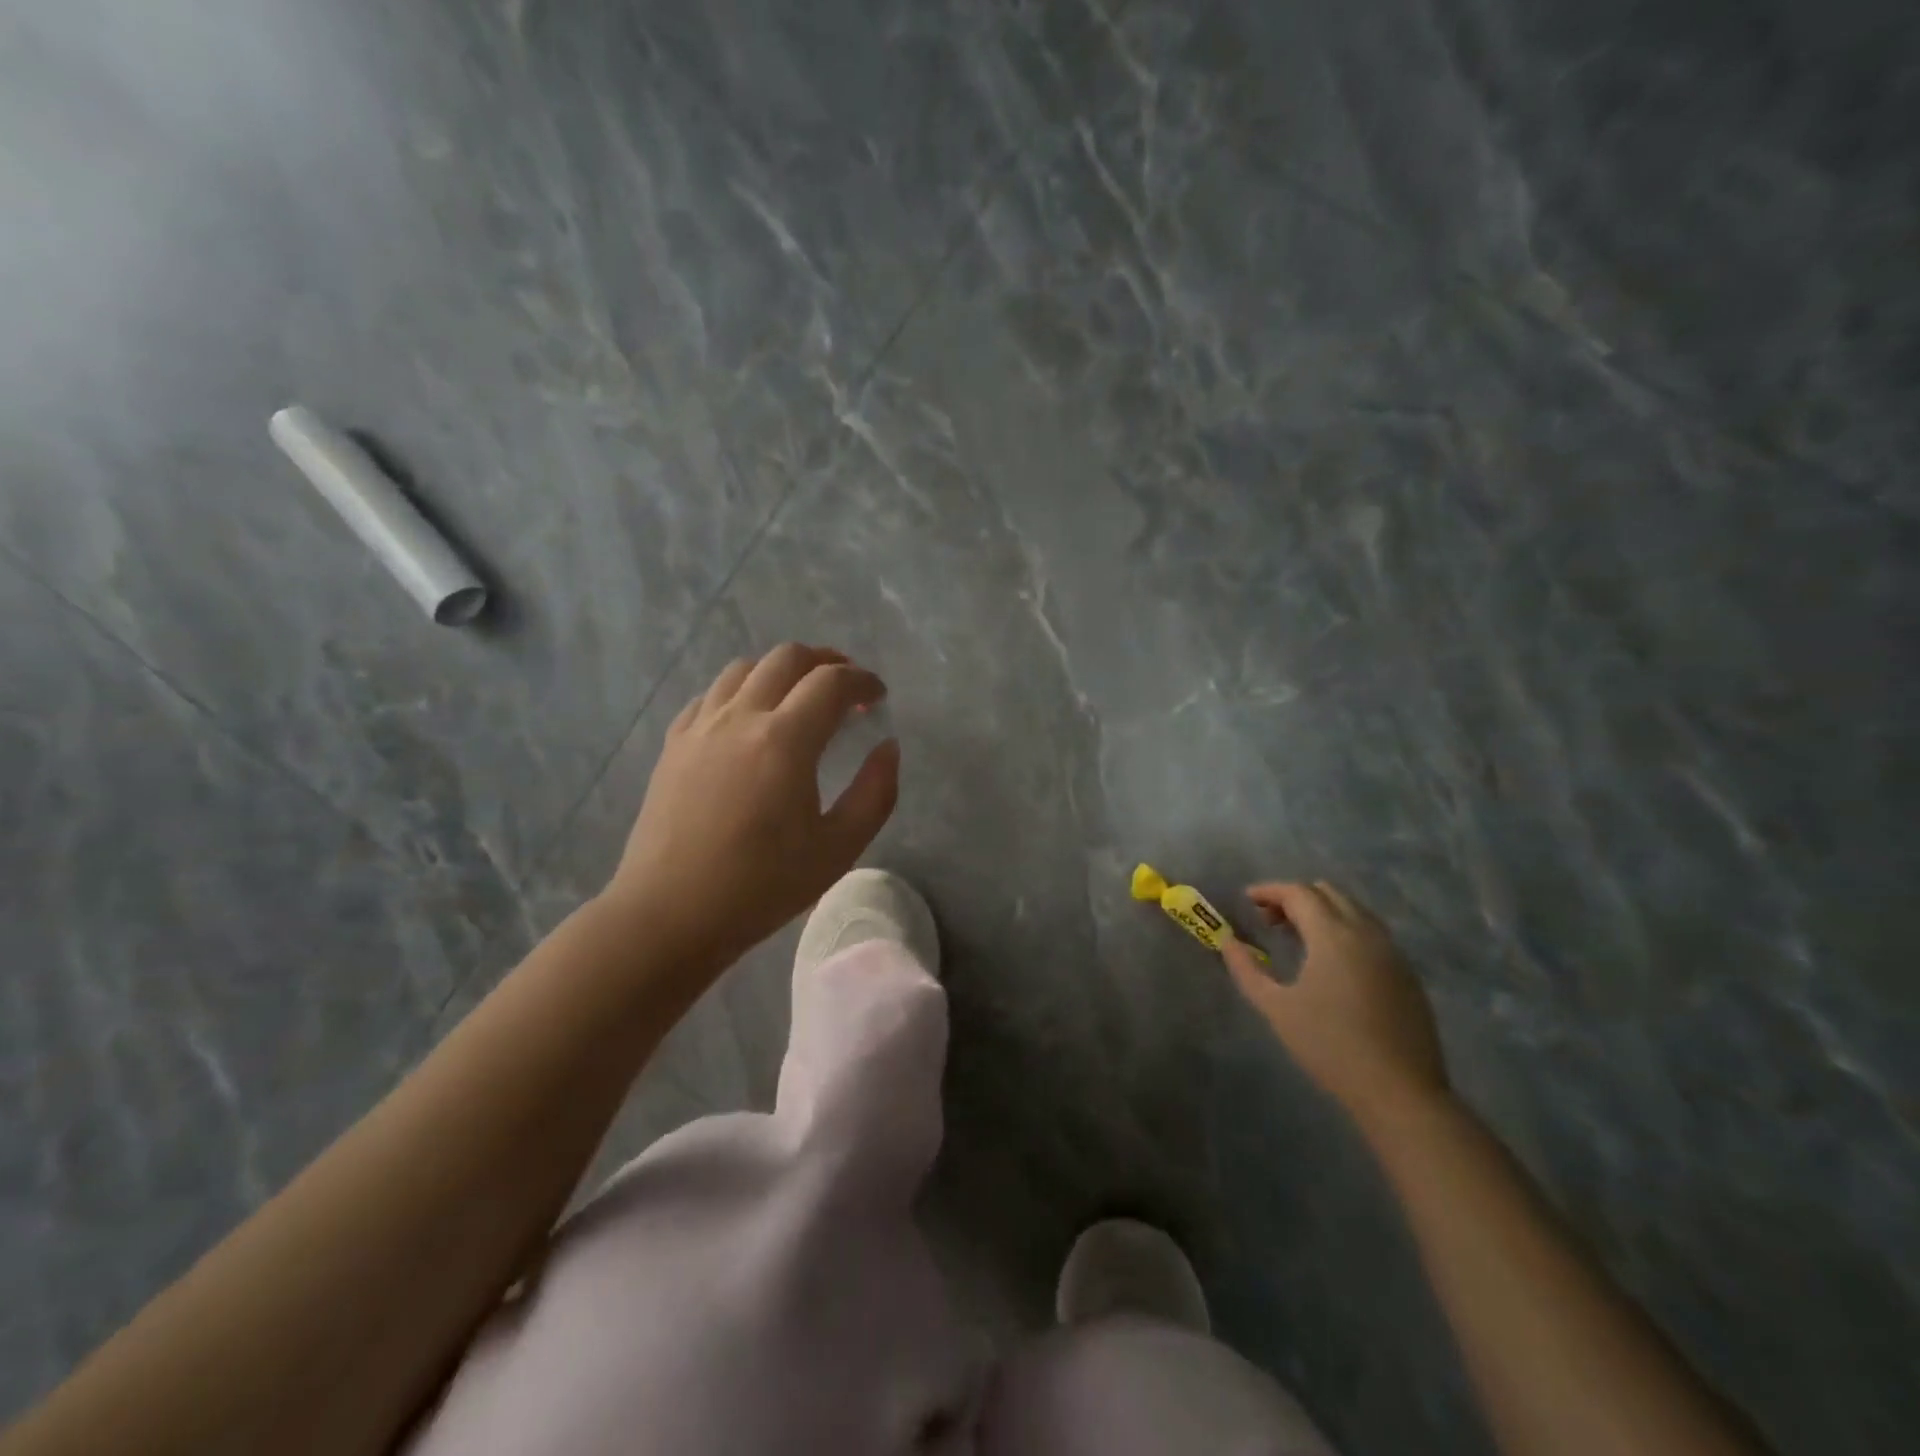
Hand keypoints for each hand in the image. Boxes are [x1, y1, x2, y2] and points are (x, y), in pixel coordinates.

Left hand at [606, 644, 899, 979]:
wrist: (671, 913)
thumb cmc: (762, 886)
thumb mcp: (839, 849)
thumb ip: (875, 792)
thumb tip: (888, 748)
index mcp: (785, 740)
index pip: (832, 682)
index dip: (863, 680)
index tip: (878, 696)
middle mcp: (740, 717)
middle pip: (787, 657)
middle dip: (825, 661)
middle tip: (846, 686)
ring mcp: (701, 727)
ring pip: (744, 668)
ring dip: (781, 670)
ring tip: (799, 696)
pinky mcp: (674, 743)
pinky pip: (711, 695)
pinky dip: (741, 691)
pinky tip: (749, 719)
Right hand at [1221, 881, 1448, 1120]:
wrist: (1400, 1092)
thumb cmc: (1330, 1046)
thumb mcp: (1276, 1008)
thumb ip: (1246, 970)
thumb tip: (1227, 942)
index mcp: (1333, 935)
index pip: (1298, 893)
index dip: (1269, 891)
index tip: (1247, 900)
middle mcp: (1366, 933)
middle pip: (1328, 893)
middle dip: (1296, 897)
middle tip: (1269, 919)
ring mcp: (1392, 953)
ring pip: (1354, 910)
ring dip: (1322, 912)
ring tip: (1297, 937)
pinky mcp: (1406, 974)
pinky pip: (1371, 933)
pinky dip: (1345, 930)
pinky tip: (1331, 962)